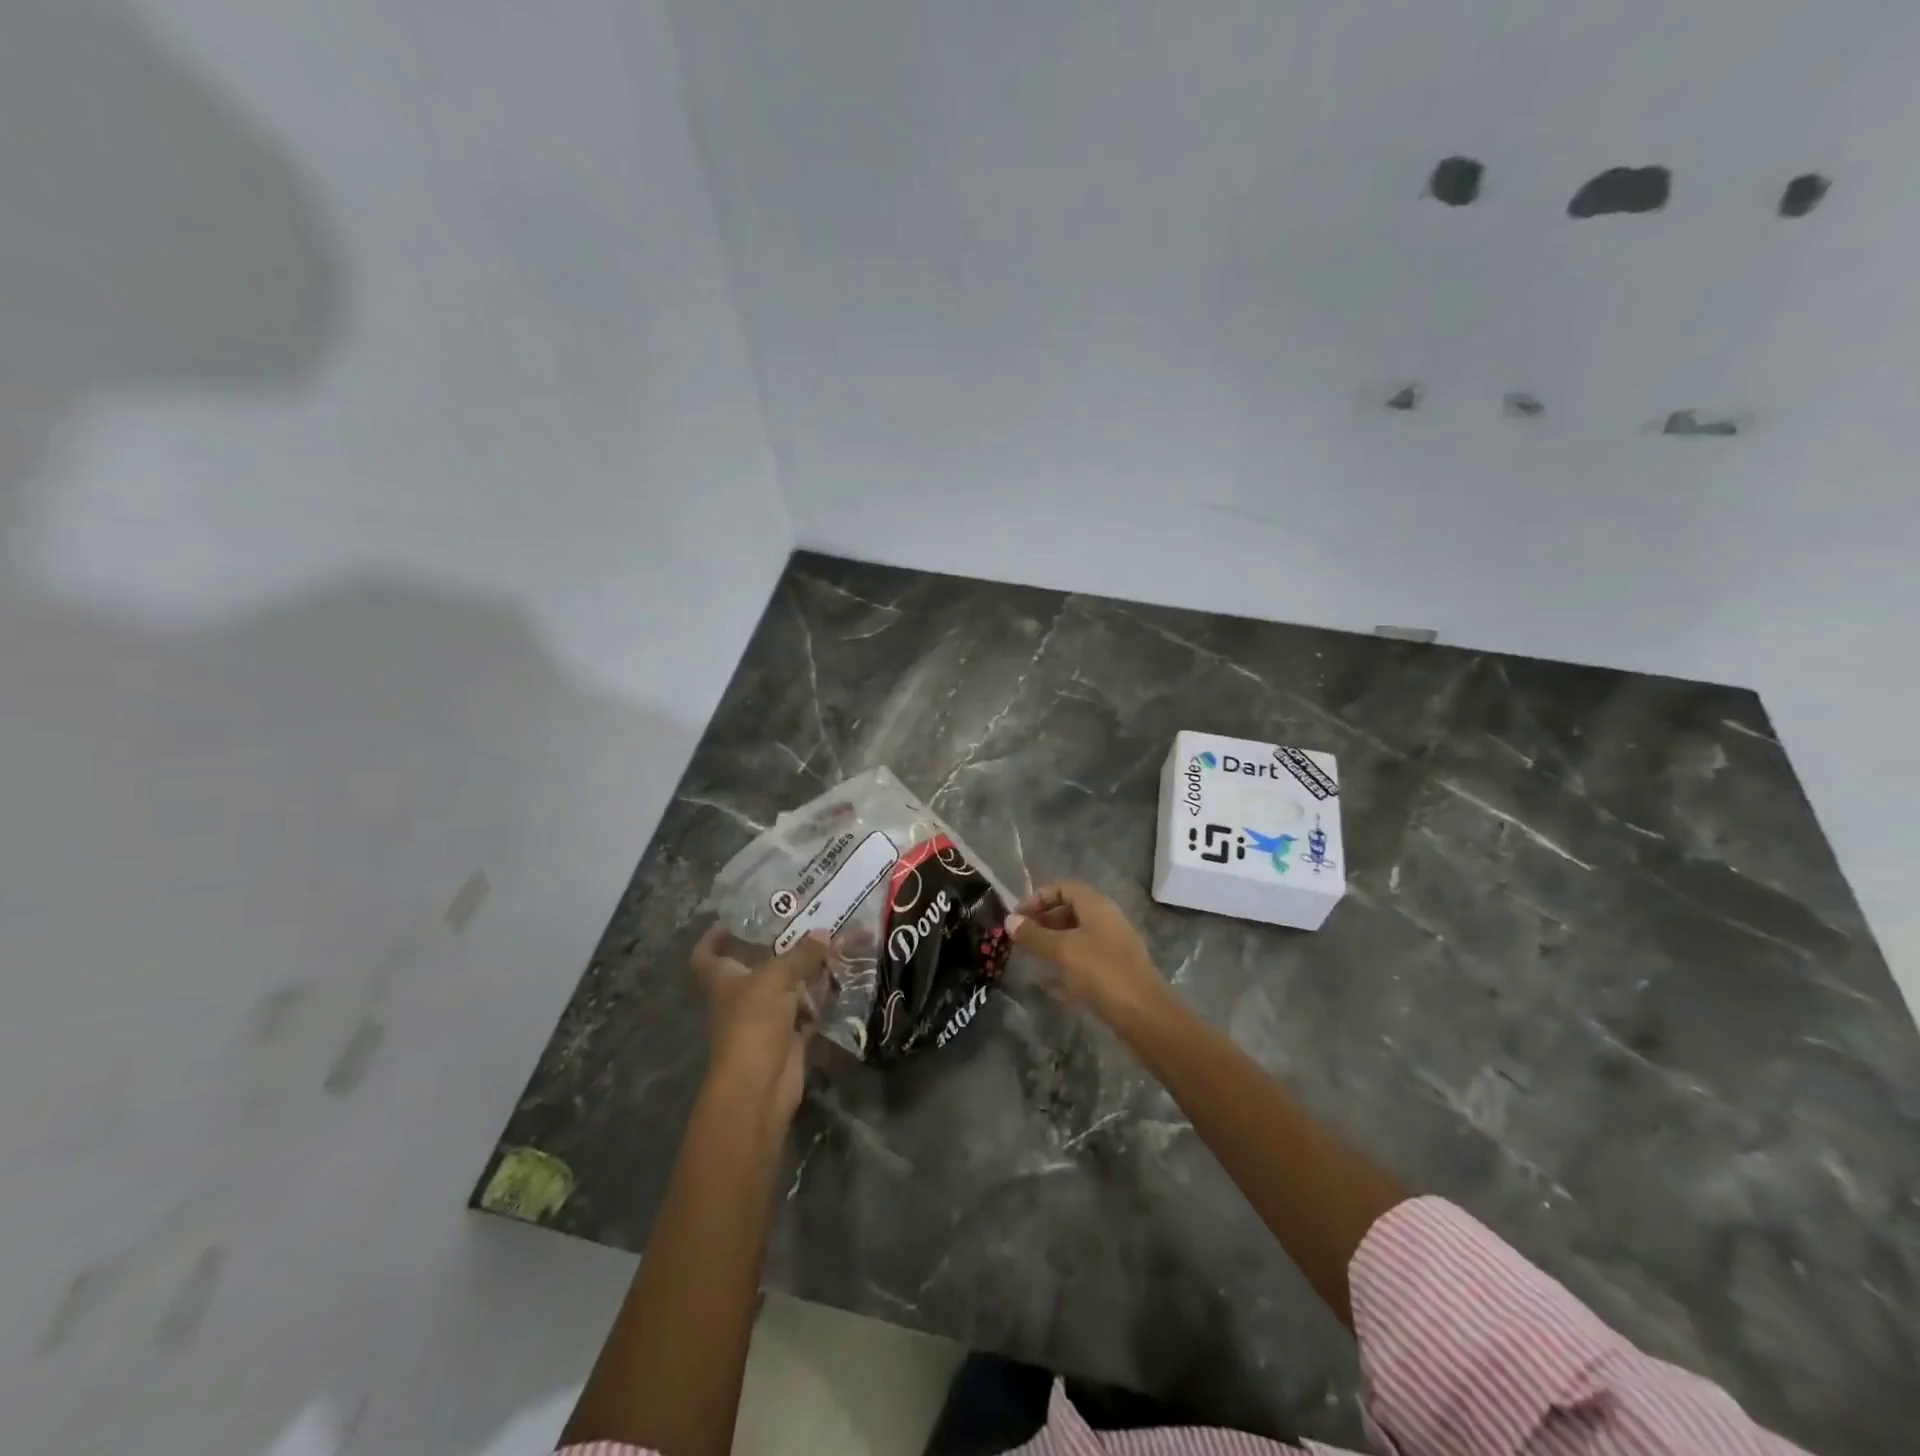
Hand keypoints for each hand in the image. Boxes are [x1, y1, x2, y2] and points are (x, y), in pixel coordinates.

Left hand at [690, 926, 830, 1126]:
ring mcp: (766, 1019)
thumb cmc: (753, 1023)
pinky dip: (822, 1000)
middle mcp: (742, 997)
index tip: (729, 921)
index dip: (712, 938)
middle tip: (808, 924)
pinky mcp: (789, 1037)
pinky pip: (807, 1011)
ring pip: (788, 988)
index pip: (707, 955)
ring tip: (834, 946)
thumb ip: (801, 954)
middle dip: (782, 948)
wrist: (760, 1086)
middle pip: (758, 967)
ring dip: (809, 972)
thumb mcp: (776, 979)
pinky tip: (842, 980)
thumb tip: (824, 932)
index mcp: (724, 980)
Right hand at [1007, 881, 1168, 1023]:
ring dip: (1053, 943)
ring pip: (1077, 936)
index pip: (1064, 887)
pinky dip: (1066, 965)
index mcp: (1097, 906)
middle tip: (1020, 938)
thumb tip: (1009, 920)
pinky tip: (1049, 984)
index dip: (1038, 897)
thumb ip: (1034, 935)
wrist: (1145, 1016)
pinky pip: (1084, 959)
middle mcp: (1107, 920)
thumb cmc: (1102, 973)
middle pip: (1070, 910)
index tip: (1018, 916)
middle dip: (1043, 920)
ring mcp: (1113, 947)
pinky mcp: (1115, 972)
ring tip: (1030, 958)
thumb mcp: (1063, 951)